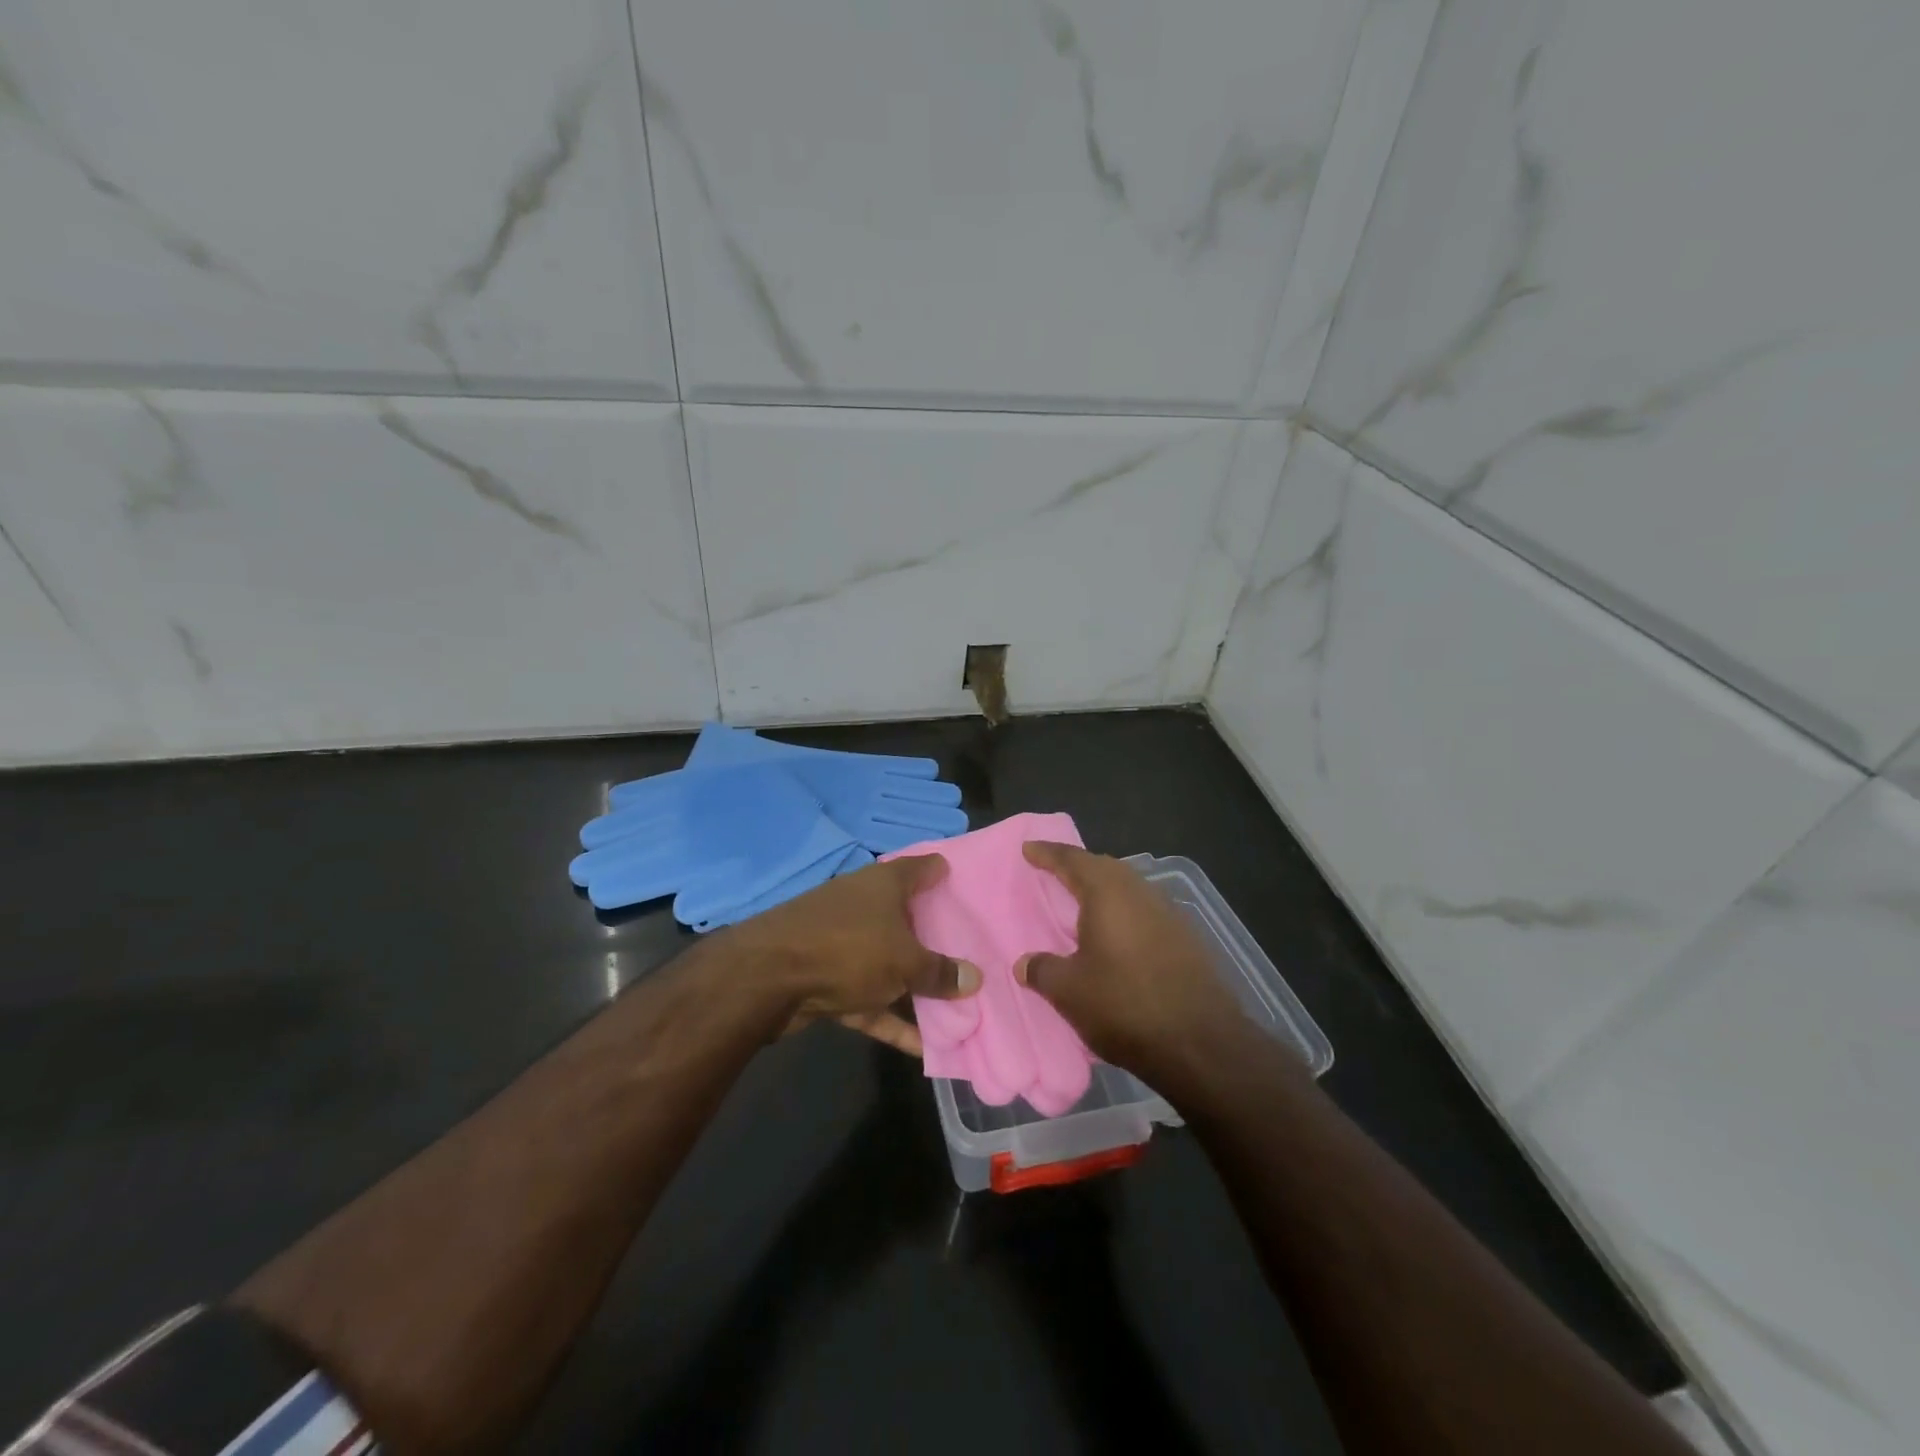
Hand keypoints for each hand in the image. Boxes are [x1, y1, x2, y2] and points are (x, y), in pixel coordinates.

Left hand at [725, 854, 979, 1056]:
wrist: (767, 978)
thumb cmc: (849, 949)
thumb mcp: (904, 961)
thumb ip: (939, 971)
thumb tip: (974, 977)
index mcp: (883, 885)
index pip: (920, 867)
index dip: (940, 870)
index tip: (962, 880)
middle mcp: (863, 905)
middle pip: (906, 917)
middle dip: (934, 935)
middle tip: (970, 949)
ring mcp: (842, 942)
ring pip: (887, 962)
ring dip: (915, 987)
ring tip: (956, 1008)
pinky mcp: (826, 978)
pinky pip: (868, 998)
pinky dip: (890, 1019)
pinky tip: (921, 1049)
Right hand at [1017, 841, 1256, 1089]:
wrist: (1201, 1044)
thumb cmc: (1125, 1006)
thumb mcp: (1070, 991)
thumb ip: (1043, 970)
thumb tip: (1024, 963)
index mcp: (1107, 893)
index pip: (1072, 860)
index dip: (1048, 853)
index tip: (1029, 848)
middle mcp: (1140, 892)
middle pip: (1104, 868)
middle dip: (1079, 867)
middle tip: (1054, 871)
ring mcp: (1169, 914)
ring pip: (1129, 888)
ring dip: (1104, 890)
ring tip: (1083, 902)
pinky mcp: (1187, 939)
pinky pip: (1145, 912)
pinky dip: (1125, 913)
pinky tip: (1118, 935)